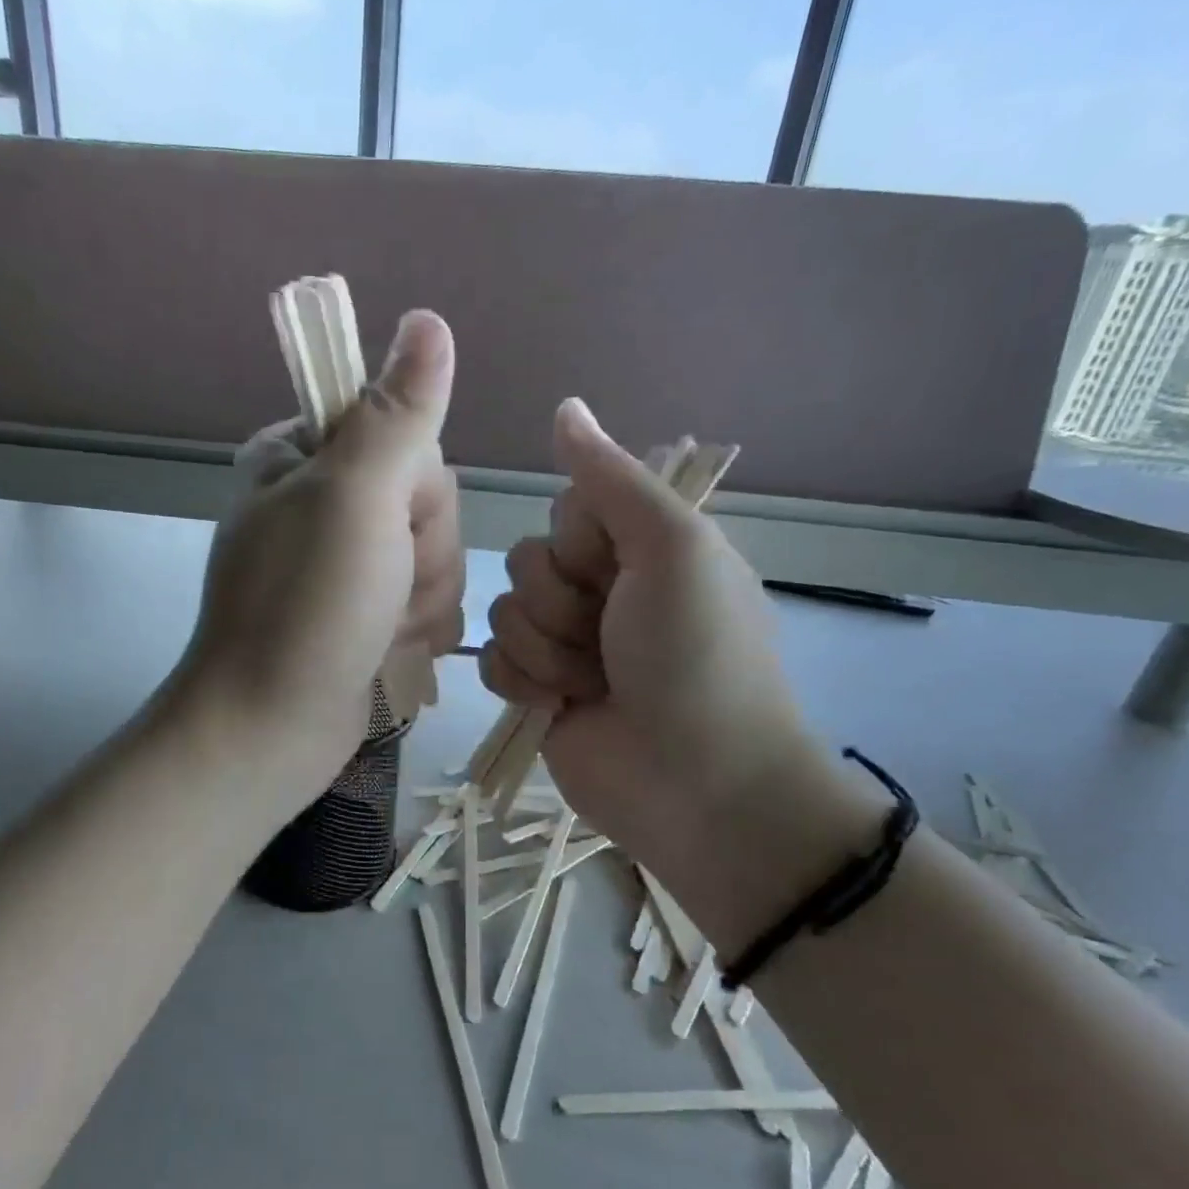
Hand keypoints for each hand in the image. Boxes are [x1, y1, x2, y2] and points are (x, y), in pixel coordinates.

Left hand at [175, 311, 463, 805]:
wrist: (272, 729)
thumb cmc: (307, 608)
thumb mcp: (354, 497)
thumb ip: (398, 411)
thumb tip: (429, 320)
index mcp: (303, 456)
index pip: (408, 435)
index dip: (418, 487)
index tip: (388, 525)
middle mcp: (324, 502)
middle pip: (429, 501)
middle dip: (421, 555)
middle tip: (379, 589)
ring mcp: (346, 563)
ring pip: (436, 557)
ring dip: (421, 601)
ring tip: (378, 631)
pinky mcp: (366, 614)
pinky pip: (429, 603)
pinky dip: (417, 632)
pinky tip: (385, 653)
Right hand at [481, 399, 861, 935]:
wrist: (696, 782)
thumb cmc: (695, 655)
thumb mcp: (672, 548)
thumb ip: (611, 479)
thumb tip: (565, 406)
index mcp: (640, 548)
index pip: (566, 511)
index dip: (579, 542)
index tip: (616, 573)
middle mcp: (601, 590)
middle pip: (526, 561)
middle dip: (560, 603)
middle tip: (609, 640)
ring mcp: (565, 644)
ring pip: (503, 612)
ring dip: (547, 650)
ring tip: (593, 684)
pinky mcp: (536, 691)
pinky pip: (492, 661)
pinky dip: (523, 683)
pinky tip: (559, 706)